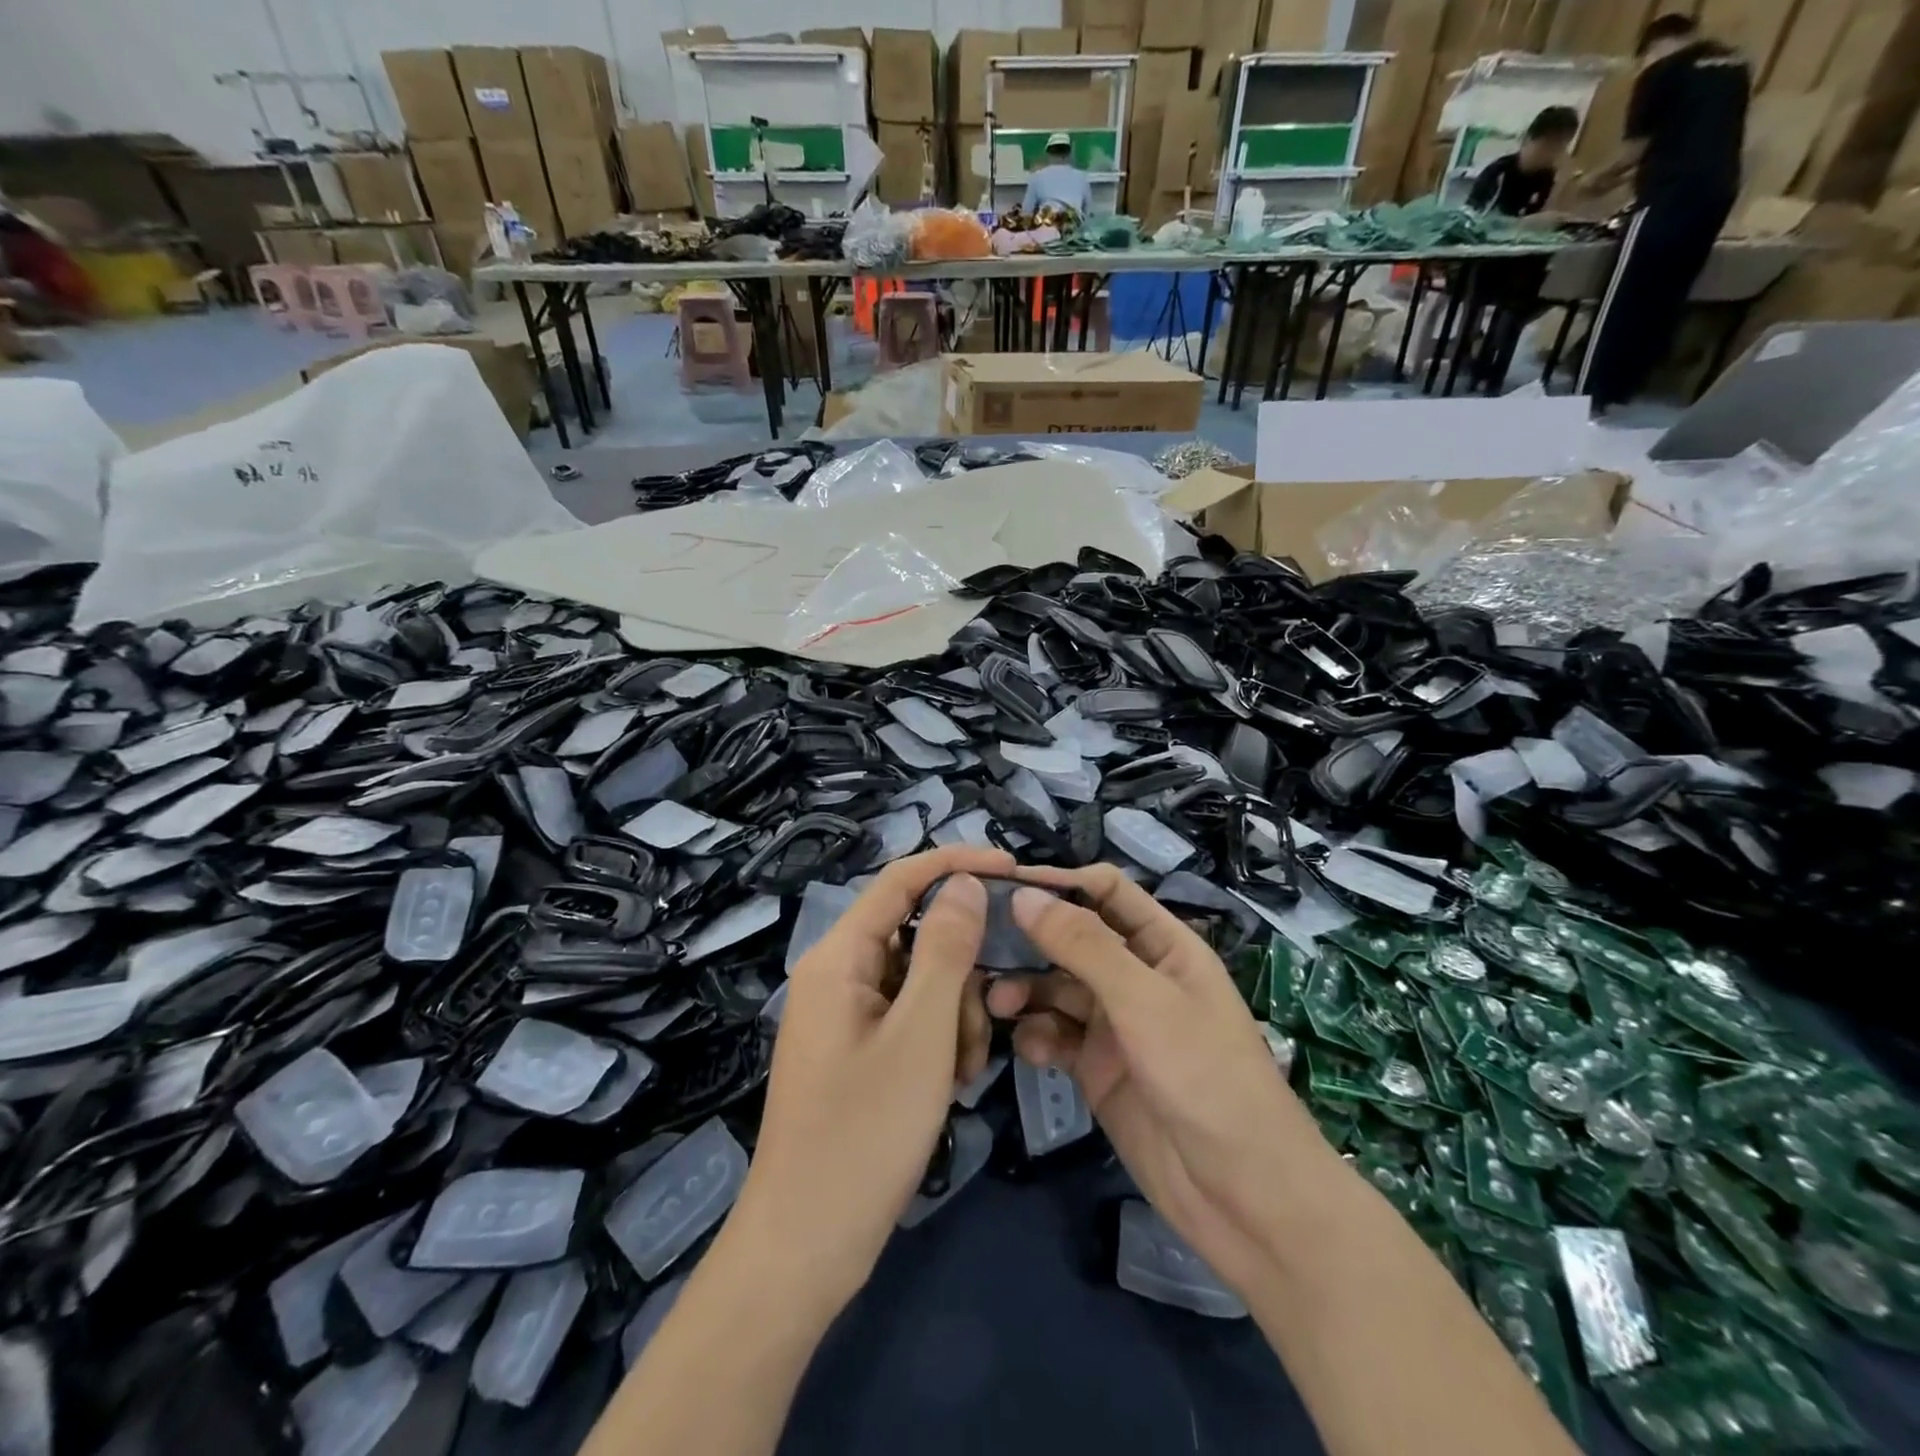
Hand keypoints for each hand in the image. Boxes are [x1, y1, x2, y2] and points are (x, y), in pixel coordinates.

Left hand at [732, 846, 1012, 1310]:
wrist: (806, 1246)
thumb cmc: (864, 1134)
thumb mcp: (921, 1035)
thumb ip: (947, 949)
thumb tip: (966, 882)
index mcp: (839, 956)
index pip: (901, 879)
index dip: (957, 864)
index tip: (1015, 870)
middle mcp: (837, 974)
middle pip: (917, 934)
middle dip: (962, 970)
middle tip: (992, 1016)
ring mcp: (846, 1014)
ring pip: (921, 980)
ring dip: (955, 1014)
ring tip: (963, 1071)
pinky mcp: (857, 1049)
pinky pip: (910, 1018)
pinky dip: (939, 1040)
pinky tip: (951, 1084)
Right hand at [988, 866, 1340, 1296]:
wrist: (1243, 1197)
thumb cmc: (1205, 1076)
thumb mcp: (1144, 1001)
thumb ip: (1083, 946)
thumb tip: (1024, 895)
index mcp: (1163, 944)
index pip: (1105, 891)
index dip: (1058, 882)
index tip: (1002, 884)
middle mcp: (1136, 976)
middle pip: (1072, 938)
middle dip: (1030, 939)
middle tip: (978, 945)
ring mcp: (1116, 1024)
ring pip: (1057, 988)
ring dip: (1026, 989)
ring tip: (996, 1002)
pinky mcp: (1098, 1069)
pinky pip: (1056, 1036)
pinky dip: (1038, 1036)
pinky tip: (1029, 1050)